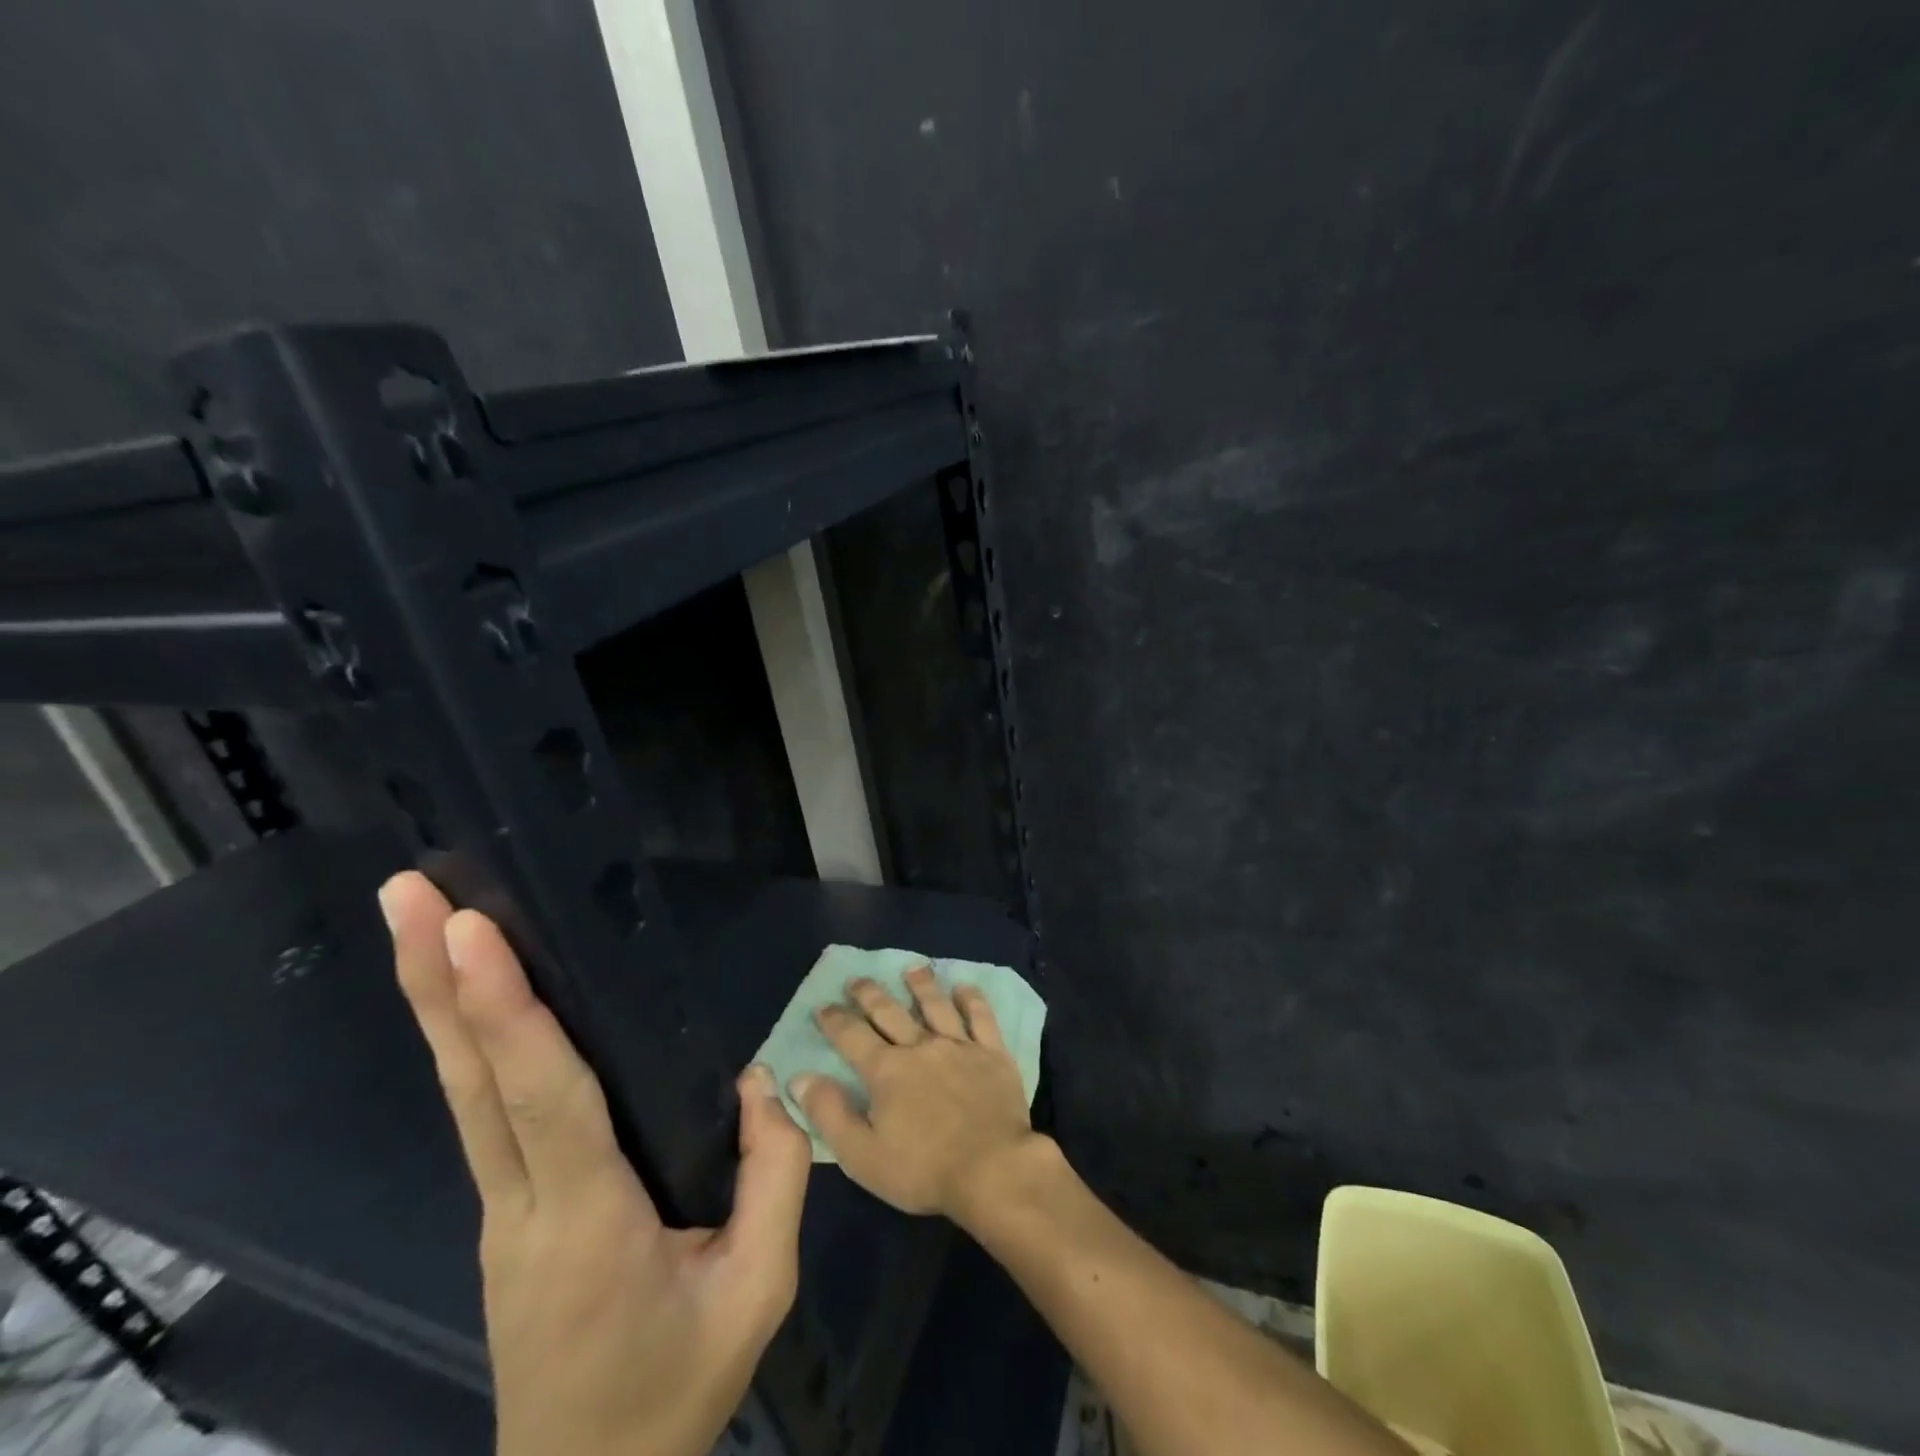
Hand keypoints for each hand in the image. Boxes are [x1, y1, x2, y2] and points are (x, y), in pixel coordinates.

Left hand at [381, 871, 811, 1455]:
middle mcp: (521, 1203)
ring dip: (438, 1000)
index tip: (471, 933)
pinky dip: (469, 1040)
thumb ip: (776, 1177)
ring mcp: (500, 1207)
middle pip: (473, 1080)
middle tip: (408, 892)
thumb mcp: (759, 1291)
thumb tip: (759, 1085)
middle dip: (435, 981)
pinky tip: (466, 999)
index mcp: (587, 1223)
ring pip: (464, 1090)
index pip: (544, 1100)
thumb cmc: (676, 1388)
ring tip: (417, 918)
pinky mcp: (505, 1207)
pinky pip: (482, 1110)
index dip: (508, 1013)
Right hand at [792, 966, 1040, 1225]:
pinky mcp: (992, 1053)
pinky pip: (981, 1017)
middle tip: (856, 979)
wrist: (992, 1170)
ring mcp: (959, 1046)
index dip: (835, 1020)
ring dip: (921, 985)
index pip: (852, 1036)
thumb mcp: (862, 1155)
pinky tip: (964, 987)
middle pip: (890, 1012)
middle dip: (869, 994)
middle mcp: (920, 1046)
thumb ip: (829, 1114)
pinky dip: (971, 999)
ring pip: (935, 1005)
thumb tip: (799, 1078)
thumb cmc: (923, 1170)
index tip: (823, 1006)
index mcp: (886, 1070)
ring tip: (911, 968)